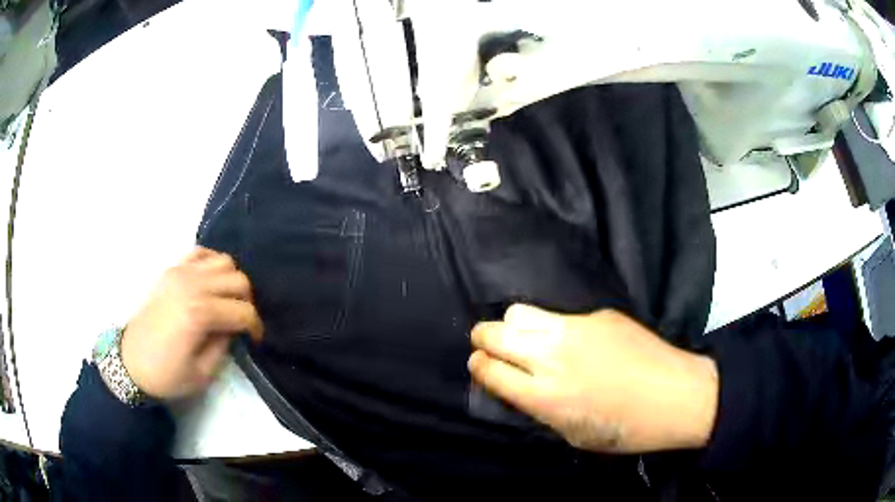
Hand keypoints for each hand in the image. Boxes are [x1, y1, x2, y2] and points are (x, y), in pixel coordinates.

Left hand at [121, 247, 263, 399]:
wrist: (130, 362)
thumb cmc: (166, 374)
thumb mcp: (202, 373)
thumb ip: (223, 346)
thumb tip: (232, 328)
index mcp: (200, 314)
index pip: (244, 311)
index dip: (255, 327)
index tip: (254, 340)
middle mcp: (192, 285)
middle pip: (238, 280)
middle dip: (247, 302)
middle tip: (240, 321)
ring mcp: (180, 272)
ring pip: (223, 261)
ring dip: (231, 281)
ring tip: (226, 301)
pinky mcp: (171, 270)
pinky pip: (201, 253)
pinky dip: (212, 263)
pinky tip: (209, 283)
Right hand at [469, 305, 717, 452]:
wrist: (675, 395)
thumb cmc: (625, 428)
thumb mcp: (571, 434)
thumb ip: (538, 408)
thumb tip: (518, 386)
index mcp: (544, 396)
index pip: (489, 369)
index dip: (478, 365)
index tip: (480, 364)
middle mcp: (551, 357)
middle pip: (494, 332)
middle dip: (483, 339)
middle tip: (490, 346)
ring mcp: (575, 329)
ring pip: (519, 312)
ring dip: (511, 325)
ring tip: (524, 337)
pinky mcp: (597, 315)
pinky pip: (558, 315)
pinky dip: (552, 327)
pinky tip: (574, 341)